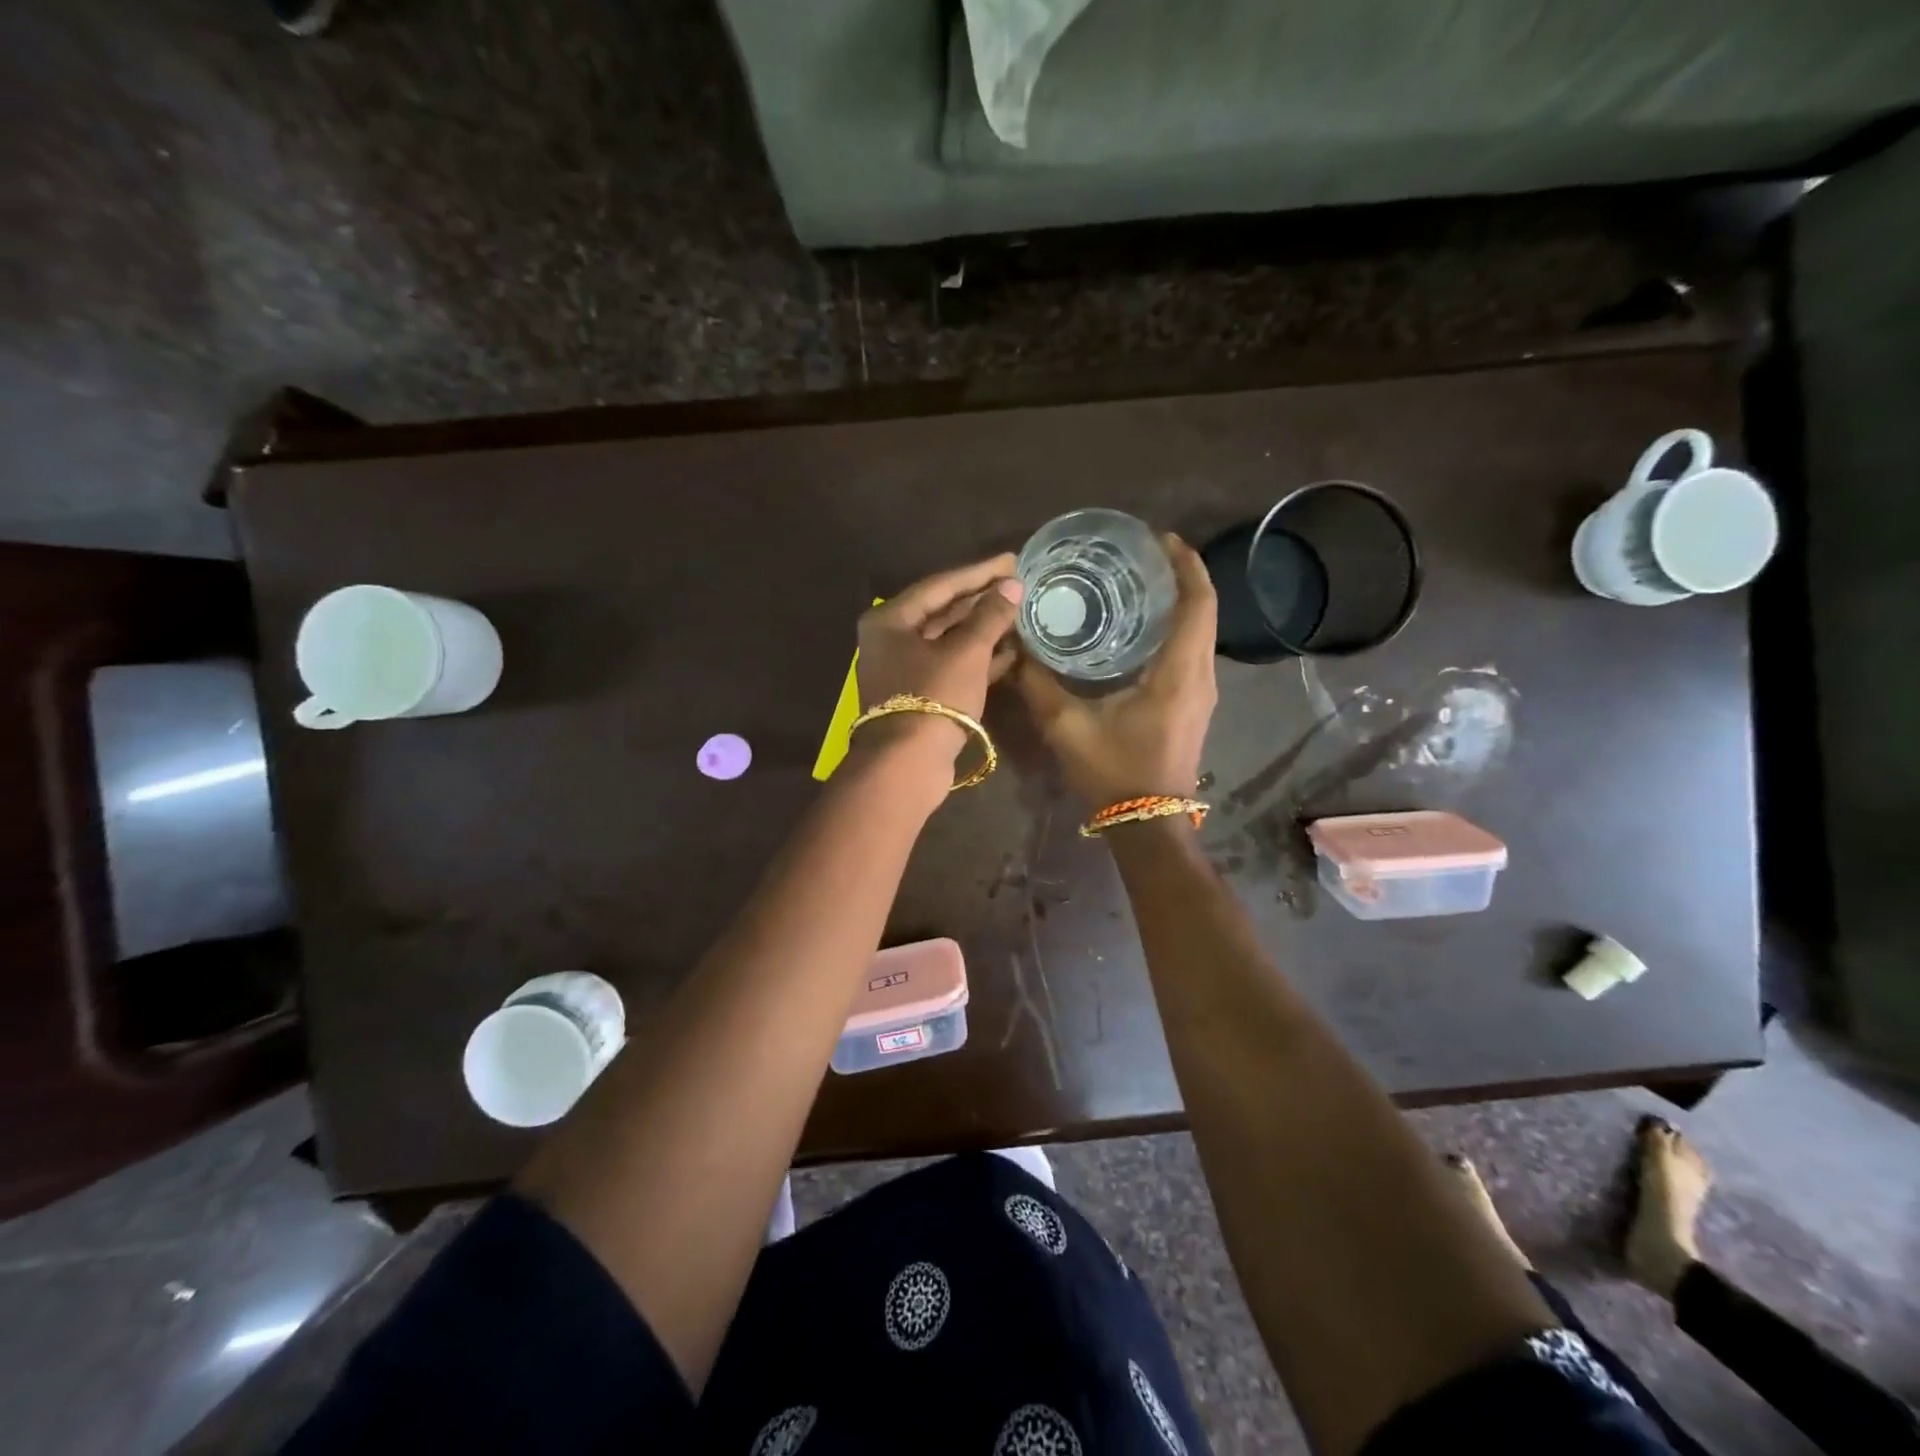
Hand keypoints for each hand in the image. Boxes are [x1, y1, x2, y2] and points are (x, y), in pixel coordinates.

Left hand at [853, 553, 1025, 767]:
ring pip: (948, 641)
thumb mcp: (966, 652)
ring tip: (1018, 615)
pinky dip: (977, 658)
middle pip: (942, 612)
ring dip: (982, 629)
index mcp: (890, 620)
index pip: (940, 585)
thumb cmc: (933, 697)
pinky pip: (951, 666)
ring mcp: (903, 670)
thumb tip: (1011, 586)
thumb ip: (989, 616)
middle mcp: (890, 640)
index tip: (1010, 561)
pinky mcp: (919, 696)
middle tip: (1016, 585)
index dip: (978, 573)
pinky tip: (1009, 652)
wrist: (907, 764)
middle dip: (981, 600)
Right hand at [1016, 533, 1218, 806]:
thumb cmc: (1114, 774)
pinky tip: (1138, 629)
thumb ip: (1038, 683)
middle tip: (1141, 554)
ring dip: (1178, 602)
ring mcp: (1201, 692)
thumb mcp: (1067, 727)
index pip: (1197, 603)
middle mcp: (1200, 675)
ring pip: (1199, 631)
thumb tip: (1013, 647)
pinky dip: (1174, 628)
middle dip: (1180, 575)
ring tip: (1139, 583)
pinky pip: (1191, 651)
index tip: (1161, 537)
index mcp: (1179, 672)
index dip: (1185, 564)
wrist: (1148, 825)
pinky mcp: (1193, 705)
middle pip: (1203, 610)